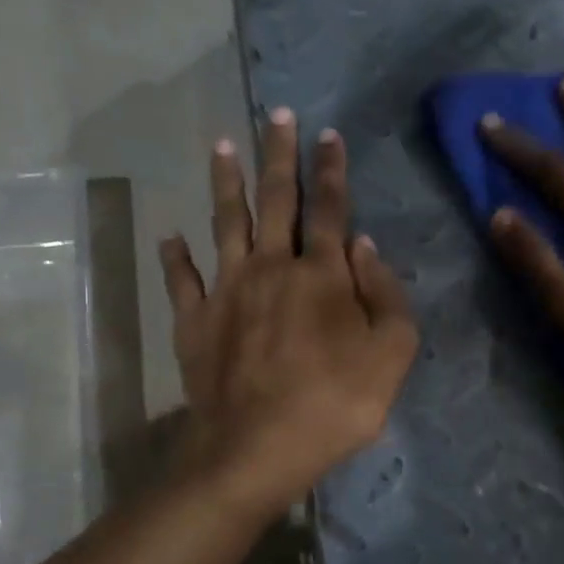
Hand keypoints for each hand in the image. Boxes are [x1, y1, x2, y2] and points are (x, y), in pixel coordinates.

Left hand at [158, 108, 417, 515]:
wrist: (257, 448)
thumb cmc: (336, 404)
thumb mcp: (392, 354)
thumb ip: (385, 295)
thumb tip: (364, 244)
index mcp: (322, 274)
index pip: (330, 208)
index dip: (332, 170)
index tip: (329, 135)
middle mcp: (271, 267)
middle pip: (275, 200)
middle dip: (279, 155)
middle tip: (277, 115)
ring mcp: (227, 292)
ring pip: (225, 223)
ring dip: (225, 182)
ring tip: (222, 145)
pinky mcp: (194, 322)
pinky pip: (182, 280)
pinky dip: (175, 256)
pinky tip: (171, 235)